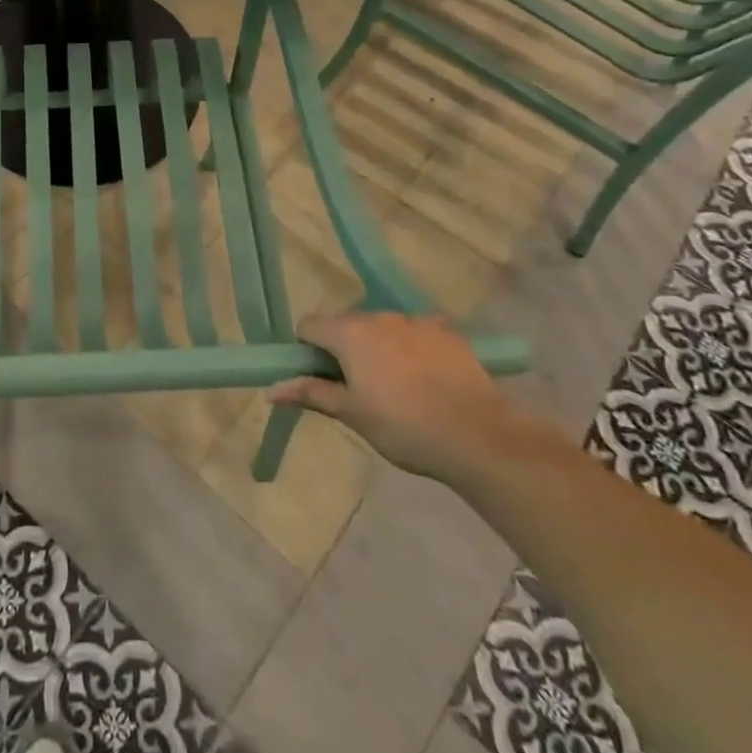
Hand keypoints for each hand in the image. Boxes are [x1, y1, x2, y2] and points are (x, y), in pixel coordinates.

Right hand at [269, 312, 539, 486]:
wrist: (480, 436)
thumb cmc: (404, 427)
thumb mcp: (352, 414)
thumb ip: (311, 394)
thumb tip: (270, 389)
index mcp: (348, 333)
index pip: (309, 325)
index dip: (306, 350)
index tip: (319, 378)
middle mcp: (378, 316)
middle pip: (346, 325)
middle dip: (343, 350)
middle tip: (357, 389)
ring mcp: (415, 321)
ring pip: (382, 328)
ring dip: (378, 348)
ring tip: (397, 388)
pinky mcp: (447, 331)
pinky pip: (416, 333)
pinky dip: (412, 348)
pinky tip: (427, 379)